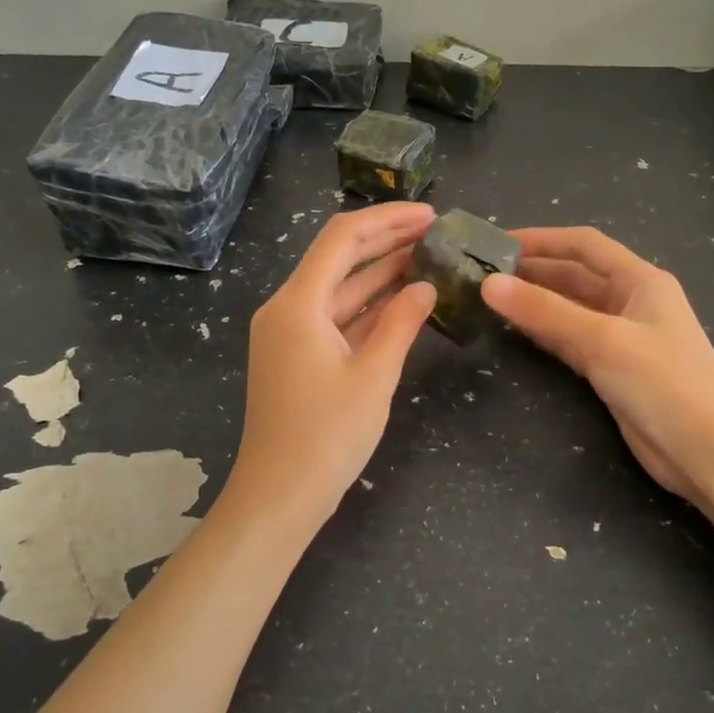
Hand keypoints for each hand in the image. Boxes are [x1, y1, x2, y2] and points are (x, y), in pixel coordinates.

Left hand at [229, 204, 436, 525]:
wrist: (279, 496)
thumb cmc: (326, 437)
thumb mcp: (374, 376)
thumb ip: (401, 323)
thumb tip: (425, 286)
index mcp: (297, 303)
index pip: (342, 238)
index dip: (388, 220)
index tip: (431, 216)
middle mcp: (287, 308)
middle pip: (338, 257)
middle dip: (386, 240)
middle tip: (435, 231)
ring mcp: (289, 332)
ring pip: (338, 287)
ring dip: (379, 273)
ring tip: (427, 257)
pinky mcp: (296, 354)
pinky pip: (335, 316)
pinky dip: (367, 306)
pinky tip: (402, 299)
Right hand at [481, 226, 713, 504]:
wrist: (709, 452)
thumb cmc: (663, 383)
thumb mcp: (602, 340)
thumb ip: (545, 311)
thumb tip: (489, 285)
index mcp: (641, 280)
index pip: (585, 245)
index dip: (542, 239)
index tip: (498, 242)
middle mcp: (633, 301)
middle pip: (576, 276)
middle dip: (534, 271)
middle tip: (485, 273)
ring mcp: (624, 337)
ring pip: (572, 309)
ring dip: (537, 303)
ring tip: (492, 299)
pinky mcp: (615, 369)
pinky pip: (573, 340)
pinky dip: (547, 332)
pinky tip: (518, 331)